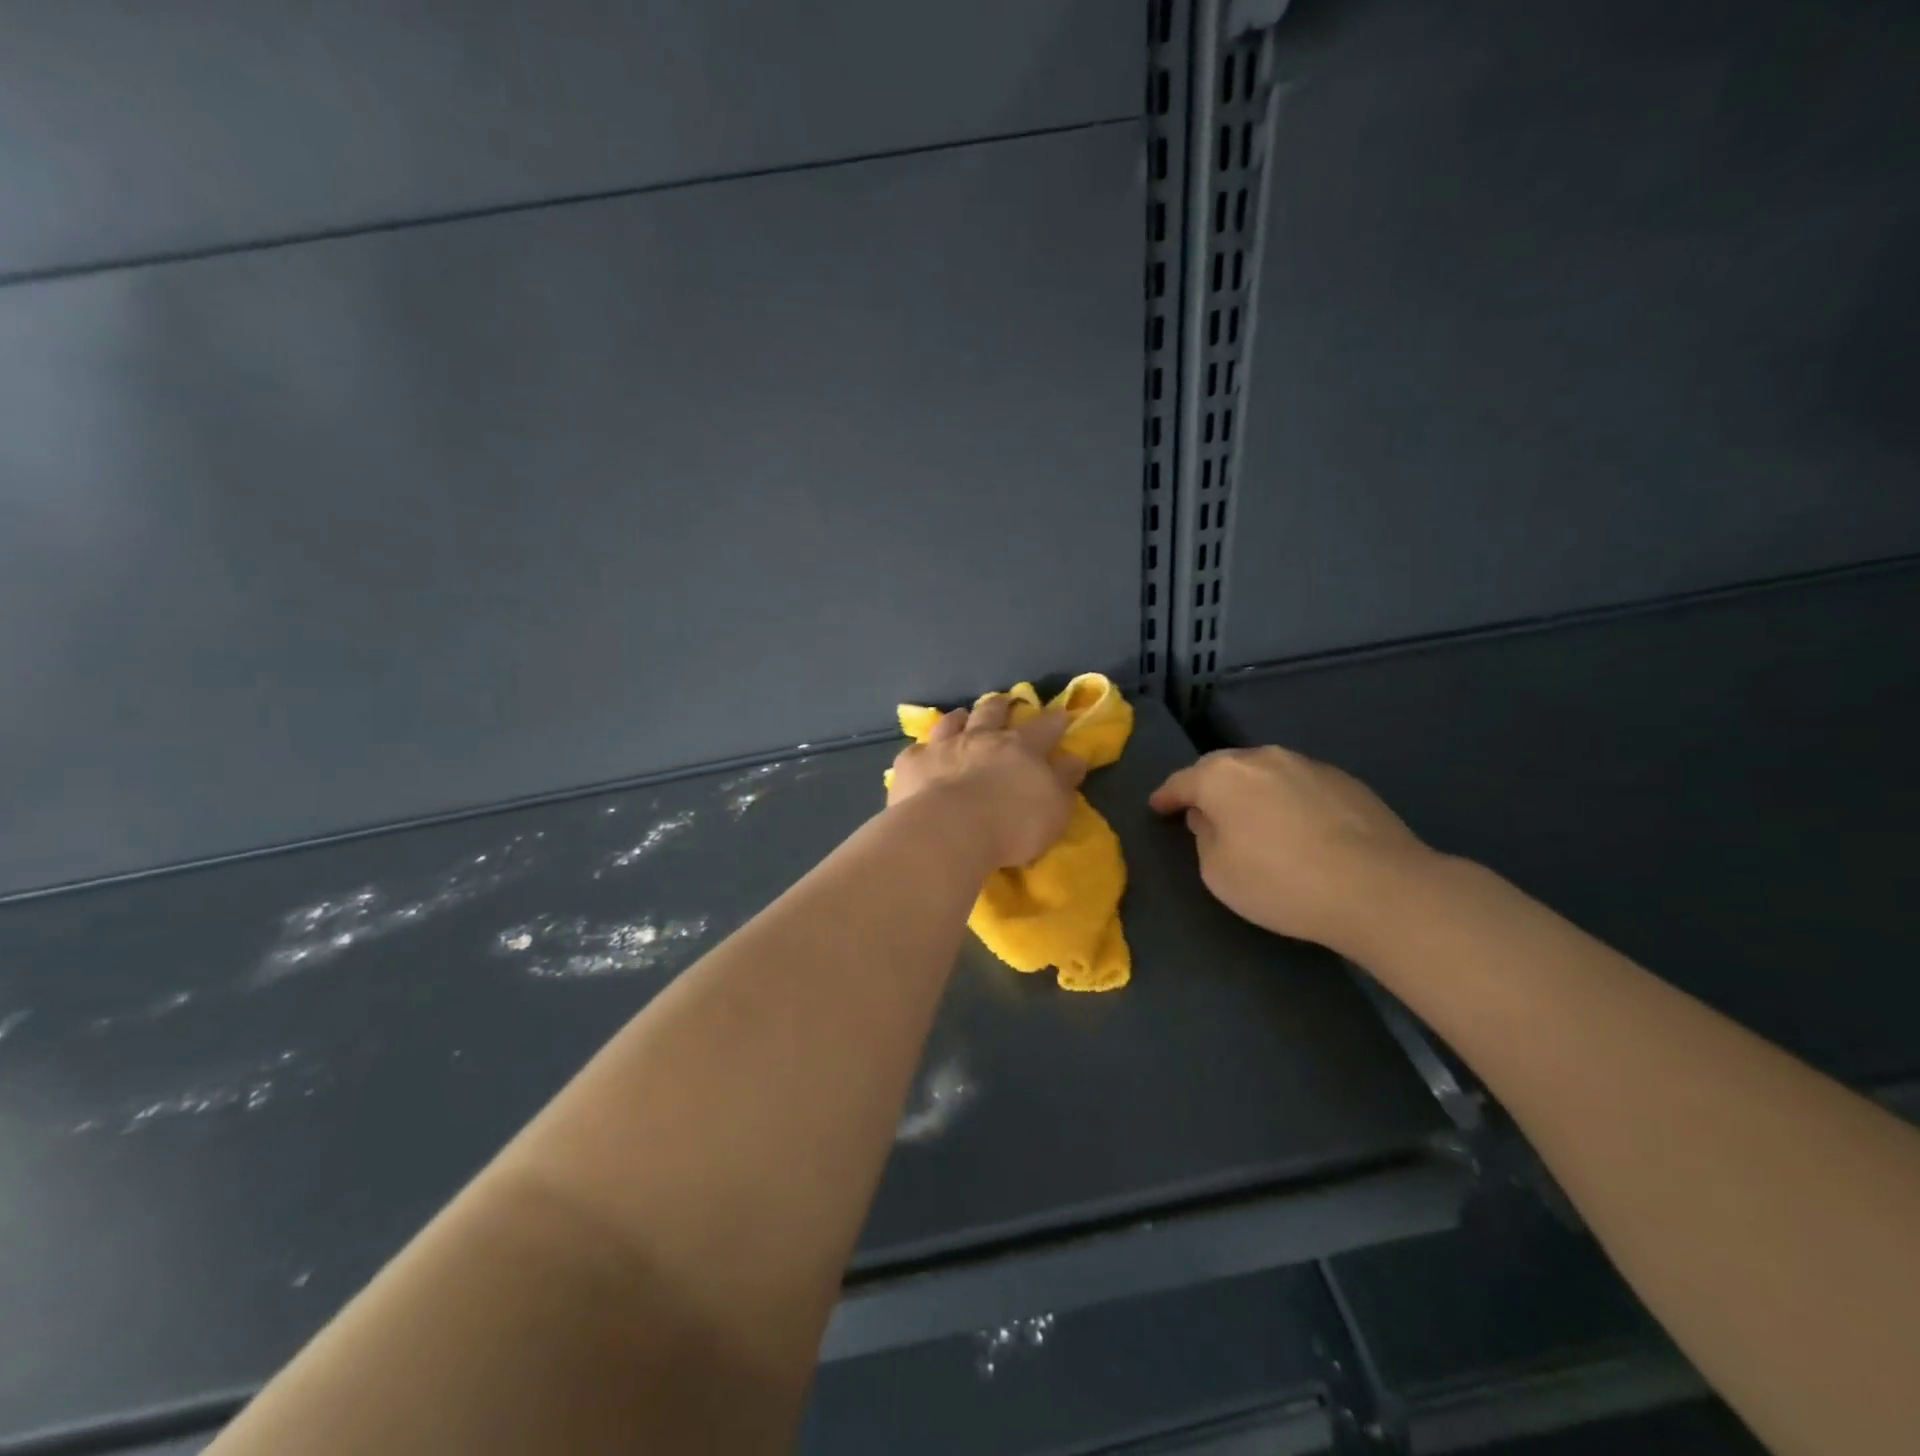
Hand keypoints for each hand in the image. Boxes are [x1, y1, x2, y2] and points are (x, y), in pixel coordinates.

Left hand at [888, 696, 1086, 867]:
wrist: (948, 831)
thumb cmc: (1011, 824)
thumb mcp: (1053, 808)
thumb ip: (1063, 781)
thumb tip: (1072, 758)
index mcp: (1020, 747)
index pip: (1044, 727)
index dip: (1055, 720)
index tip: (1061, 713)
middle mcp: (981, 738)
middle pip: (992, 713)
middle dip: (1000, 706)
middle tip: (1003, 702)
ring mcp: (943, 747)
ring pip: (952, 722)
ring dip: (959, 717)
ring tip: (961, 715)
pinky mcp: (912, 764)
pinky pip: (916, 750)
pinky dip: (922, 750)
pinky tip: (921, 754)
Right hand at [1149, 746, 1433, 950]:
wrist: (1379, 888)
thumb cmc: (1281, 882)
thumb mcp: (1218, 872)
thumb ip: (1204, 837)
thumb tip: (1210, 818)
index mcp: (1222, 776)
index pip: (1181, 782)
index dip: (1165, 797)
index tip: (1157, 808)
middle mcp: (1261, 758)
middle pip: (1222, 768)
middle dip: (1207, 787)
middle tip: (1201, 811)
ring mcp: (1307, 764)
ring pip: (1263, 772)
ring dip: (1250, 791)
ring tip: (1251, 819)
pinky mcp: (1344, 780)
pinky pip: (1297, 784)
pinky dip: (1286, 799)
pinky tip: (1296, 827)